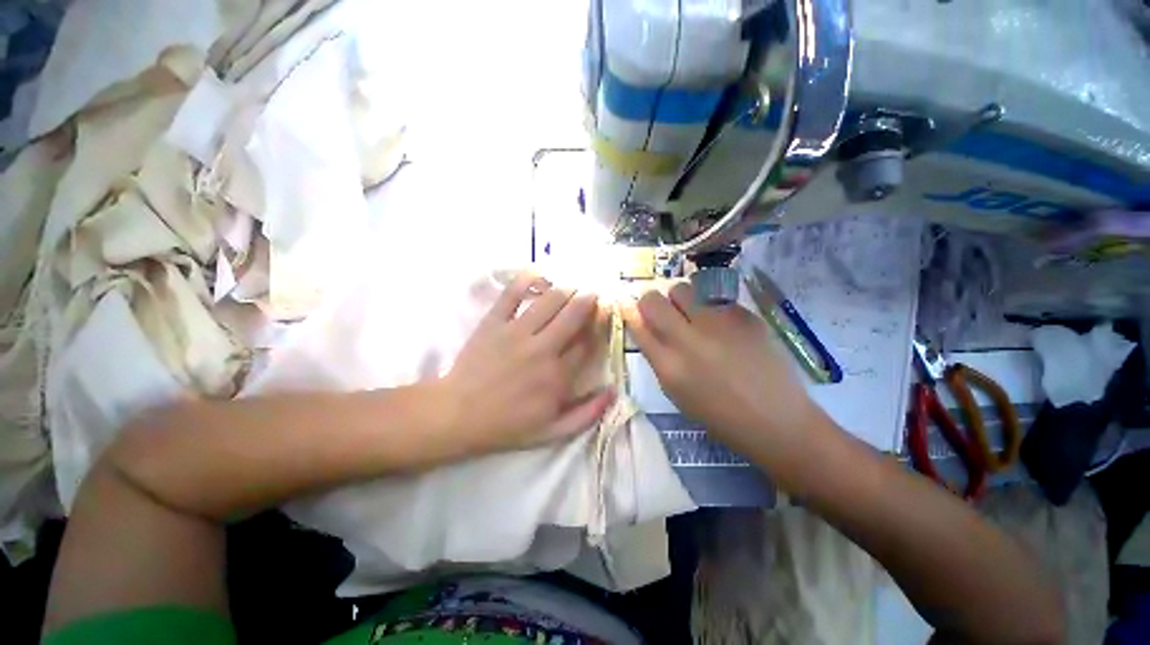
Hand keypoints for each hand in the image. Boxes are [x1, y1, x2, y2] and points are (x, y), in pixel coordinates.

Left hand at [437, 273, 615, 456]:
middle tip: (594, 293)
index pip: (588, 343)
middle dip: (589, 300)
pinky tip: (539, 271)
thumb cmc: (507, 424)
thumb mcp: (553, 431)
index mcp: (558, 375)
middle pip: (573, 315)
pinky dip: (526, 279)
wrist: (458, 415)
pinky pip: (511, 294)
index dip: (599, 326)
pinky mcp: (494, 322)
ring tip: (574, 285)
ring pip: (550, 300)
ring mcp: (516, 332)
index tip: (604, 317)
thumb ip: (587, 414)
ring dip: (567, 289)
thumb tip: (614, 392)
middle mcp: (542, 348)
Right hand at [621, 282, 818, 454]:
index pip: (637, 324)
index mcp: (668, 366)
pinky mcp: (743, 315)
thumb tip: (643, 326)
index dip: (631, 313)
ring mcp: (717, 324)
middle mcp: (688, 339)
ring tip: (693, 315)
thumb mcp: (676, 392)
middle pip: (653, 300)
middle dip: (650, 301)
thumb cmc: (719, 414)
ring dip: (680, 299)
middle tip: (662, 311)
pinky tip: (724, 327)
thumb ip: (657, 356)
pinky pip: (714, 298)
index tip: (632, 309)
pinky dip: (710, 307)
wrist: (776, 419)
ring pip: (682, 289)